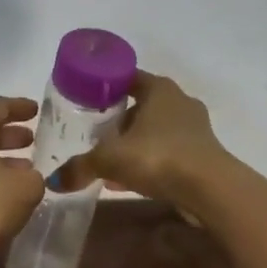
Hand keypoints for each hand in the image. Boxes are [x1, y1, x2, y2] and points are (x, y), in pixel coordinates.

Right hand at [83, 70, 230, 207]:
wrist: (211, 190)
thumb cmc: (159, 157)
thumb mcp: (110, 159)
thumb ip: (81, 166)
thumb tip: (55, 181)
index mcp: (159, 89)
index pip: (128, 77)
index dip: (106, 86)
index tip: (86, 99)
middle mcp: (179, 101)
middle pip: (141, 105)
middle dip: (118, 120)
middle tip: (94, 134)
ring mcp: (195, 128)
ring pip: (155, 131)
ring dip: (134, 144)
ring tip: (110, 162)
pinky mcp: (203, 154)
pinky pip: (167, 152)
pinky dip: (149, 161)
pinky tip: (130, 181)